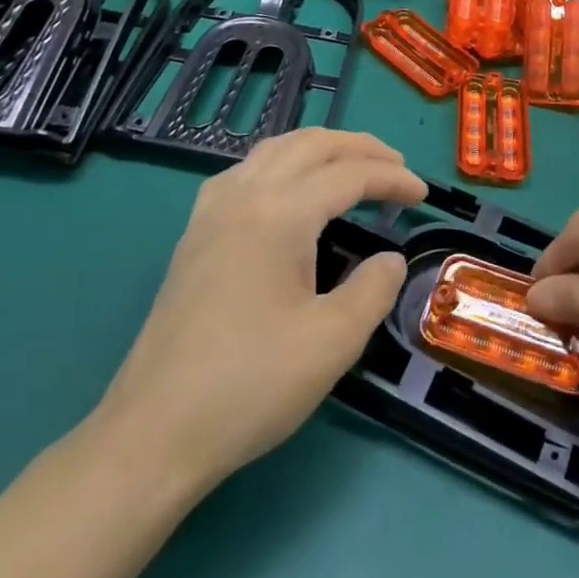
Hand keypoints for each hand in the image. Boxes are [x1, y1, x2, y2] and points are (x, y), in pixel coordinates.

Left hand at [89, 129, 423, 494]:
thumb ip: (373, 289)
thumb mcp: (333, 342)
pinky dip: (282, 164)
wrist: (155, 432)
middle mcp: (243, 196)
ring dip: (319, 149)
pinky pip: (245, 172)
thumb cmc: (251, 384)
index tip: (423, 194)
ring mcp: (211, 213)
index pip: (348, 174)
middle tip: (396, 167)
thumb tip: (389, 259)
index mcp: (279, 214)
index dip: (391, 177)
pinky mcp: (194, 235)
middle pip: (310, 145)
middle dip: (359, 147)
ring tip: (351, 167)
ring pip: (273, 150)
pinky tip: (289, 191)